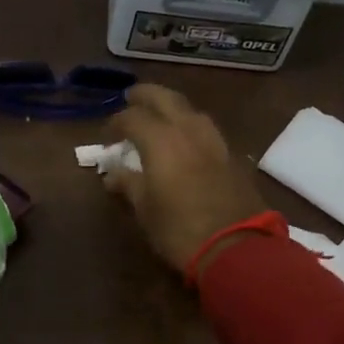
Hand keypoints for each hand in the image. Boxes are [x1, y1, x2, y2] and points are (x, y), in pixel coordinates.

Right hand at [103, 84, 270, 276]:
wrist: (236, 247)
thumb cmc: (179, 230)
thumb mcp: (145, 210)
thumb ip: (128, 184)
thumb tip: (113, 174)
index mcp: (161, 140)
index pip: (132, 117)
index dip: (116, 123)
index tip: (107, 136)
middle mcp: (189, 131)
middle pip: (165, 99)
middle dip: (145, 96)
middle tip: (131, 98)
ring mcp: (215, 142)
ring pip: (190, 111)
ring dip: (172, 109)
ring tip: (160, 118)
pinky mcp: (232, 157)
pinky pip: (206, 131)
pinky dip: (190, 128)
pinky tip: (185, 142)